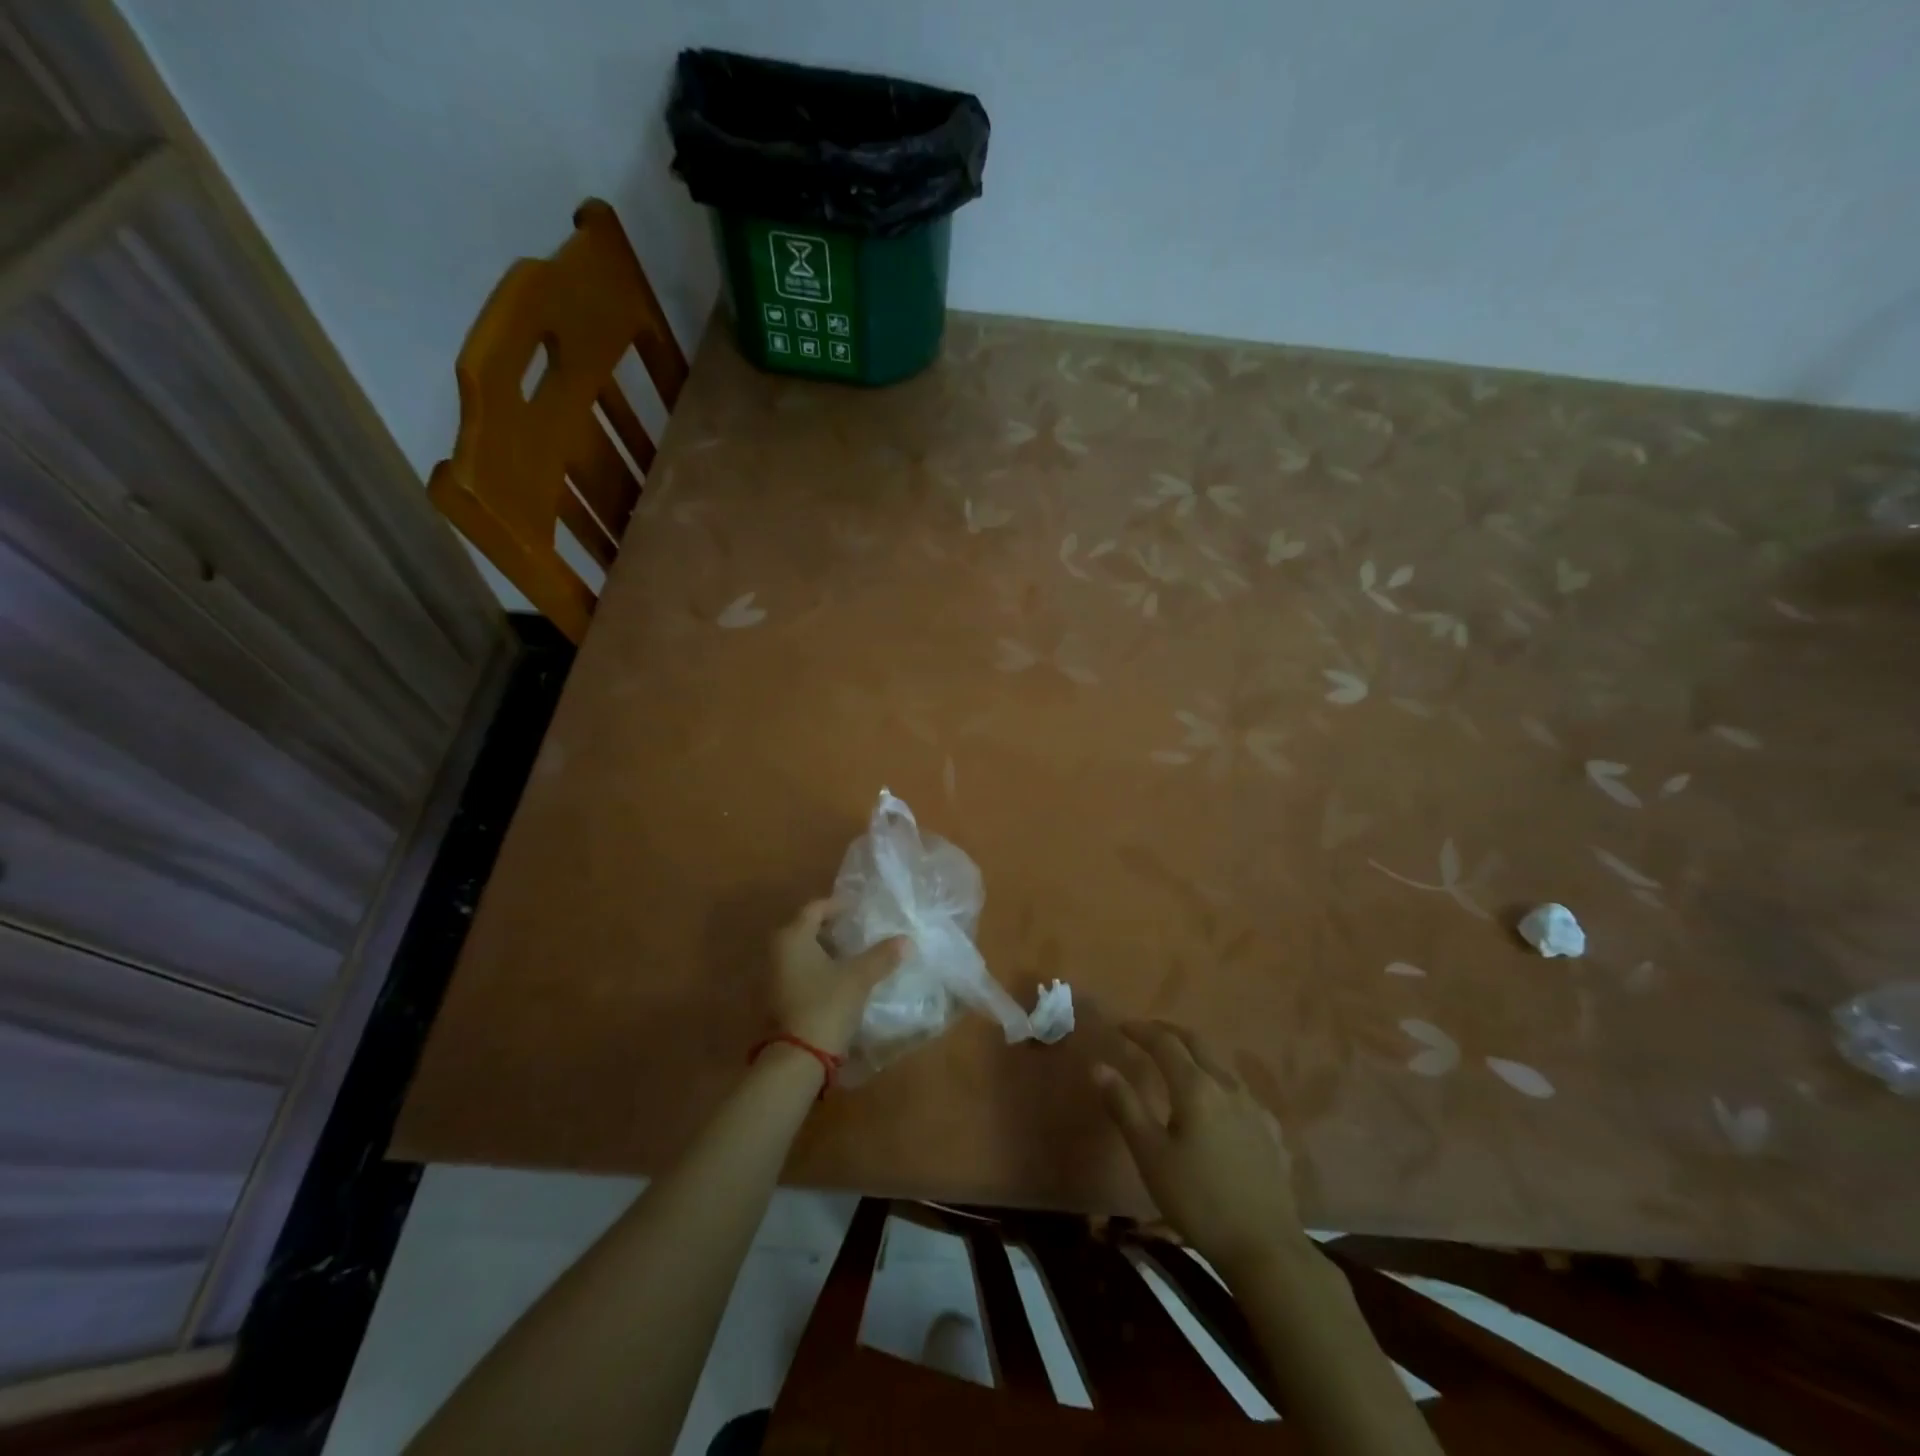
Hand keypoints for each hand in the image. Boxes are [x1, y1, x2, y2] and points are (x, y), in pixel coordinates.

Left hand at [771, 900, 905, 1058]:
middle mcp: (777, 951)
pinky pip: (800, 972)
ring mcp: (773, 977)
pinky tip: (840, 978)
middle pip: (806, 929)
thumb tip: (907, 940)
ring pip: (803, 952)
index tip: (859, 908)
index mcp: (792, 937)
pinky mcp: (777, 999)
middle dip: (832, 928)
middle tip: (859, 929)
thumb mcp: (859, 978)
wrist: (797, 1059)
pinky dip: (819, 969)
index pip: (814, 908)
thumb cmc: (826, 1005)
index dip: (838, 905)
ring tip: (855, 953)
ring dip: (827, 950)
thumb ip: (882, 956)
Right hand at [1095, 1020, 1309, 1275]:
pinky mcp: (1271, 1132)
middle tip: (1147, 1033)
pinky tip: (1218, 1104)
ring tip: (1178, 1064)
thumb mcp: (1151, 1155)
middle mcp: (1227, 1086)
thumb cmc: (1198, 1200)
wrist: (1266, 1249)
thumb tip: (1099, 1066)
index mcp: (1195, 1087)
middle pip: (1197, 1043)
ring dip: (1195, 1054)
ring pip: (1221, 1065)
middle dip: (1169, 1032)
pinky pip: (1240, 1092)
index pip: (1164, 1043)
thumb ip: (1124, 1106)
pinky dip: (1219, 1083)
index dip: (1141, 1030)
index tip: (1121, 1026)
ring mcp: (1255, 1108)